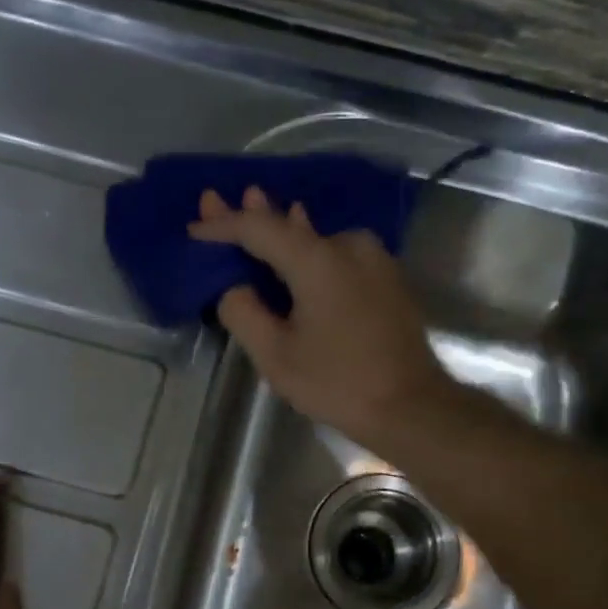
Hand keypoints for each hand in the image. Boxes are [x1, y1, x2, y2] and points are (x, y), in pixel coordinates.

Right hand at [189, 186, 454, 448]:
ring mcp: (374, 259)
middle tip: (215, 201)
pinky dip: (310, 249)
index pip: (259, 229)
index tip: (195, 228)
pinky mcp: (386, 278)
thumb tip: (234, 288)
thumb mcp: (276, 356)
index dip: (223, 226)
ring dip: (283, 228)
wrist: (412, 406)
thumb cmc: (339, 383)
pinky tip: (300, 237)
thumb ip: (244, 313)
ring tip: (254, 205)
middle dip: (251, 214)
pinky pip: (338, 253)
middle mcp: (348, 245)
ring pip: (316, 238)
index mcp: (318, 259)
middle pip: (289, 225)